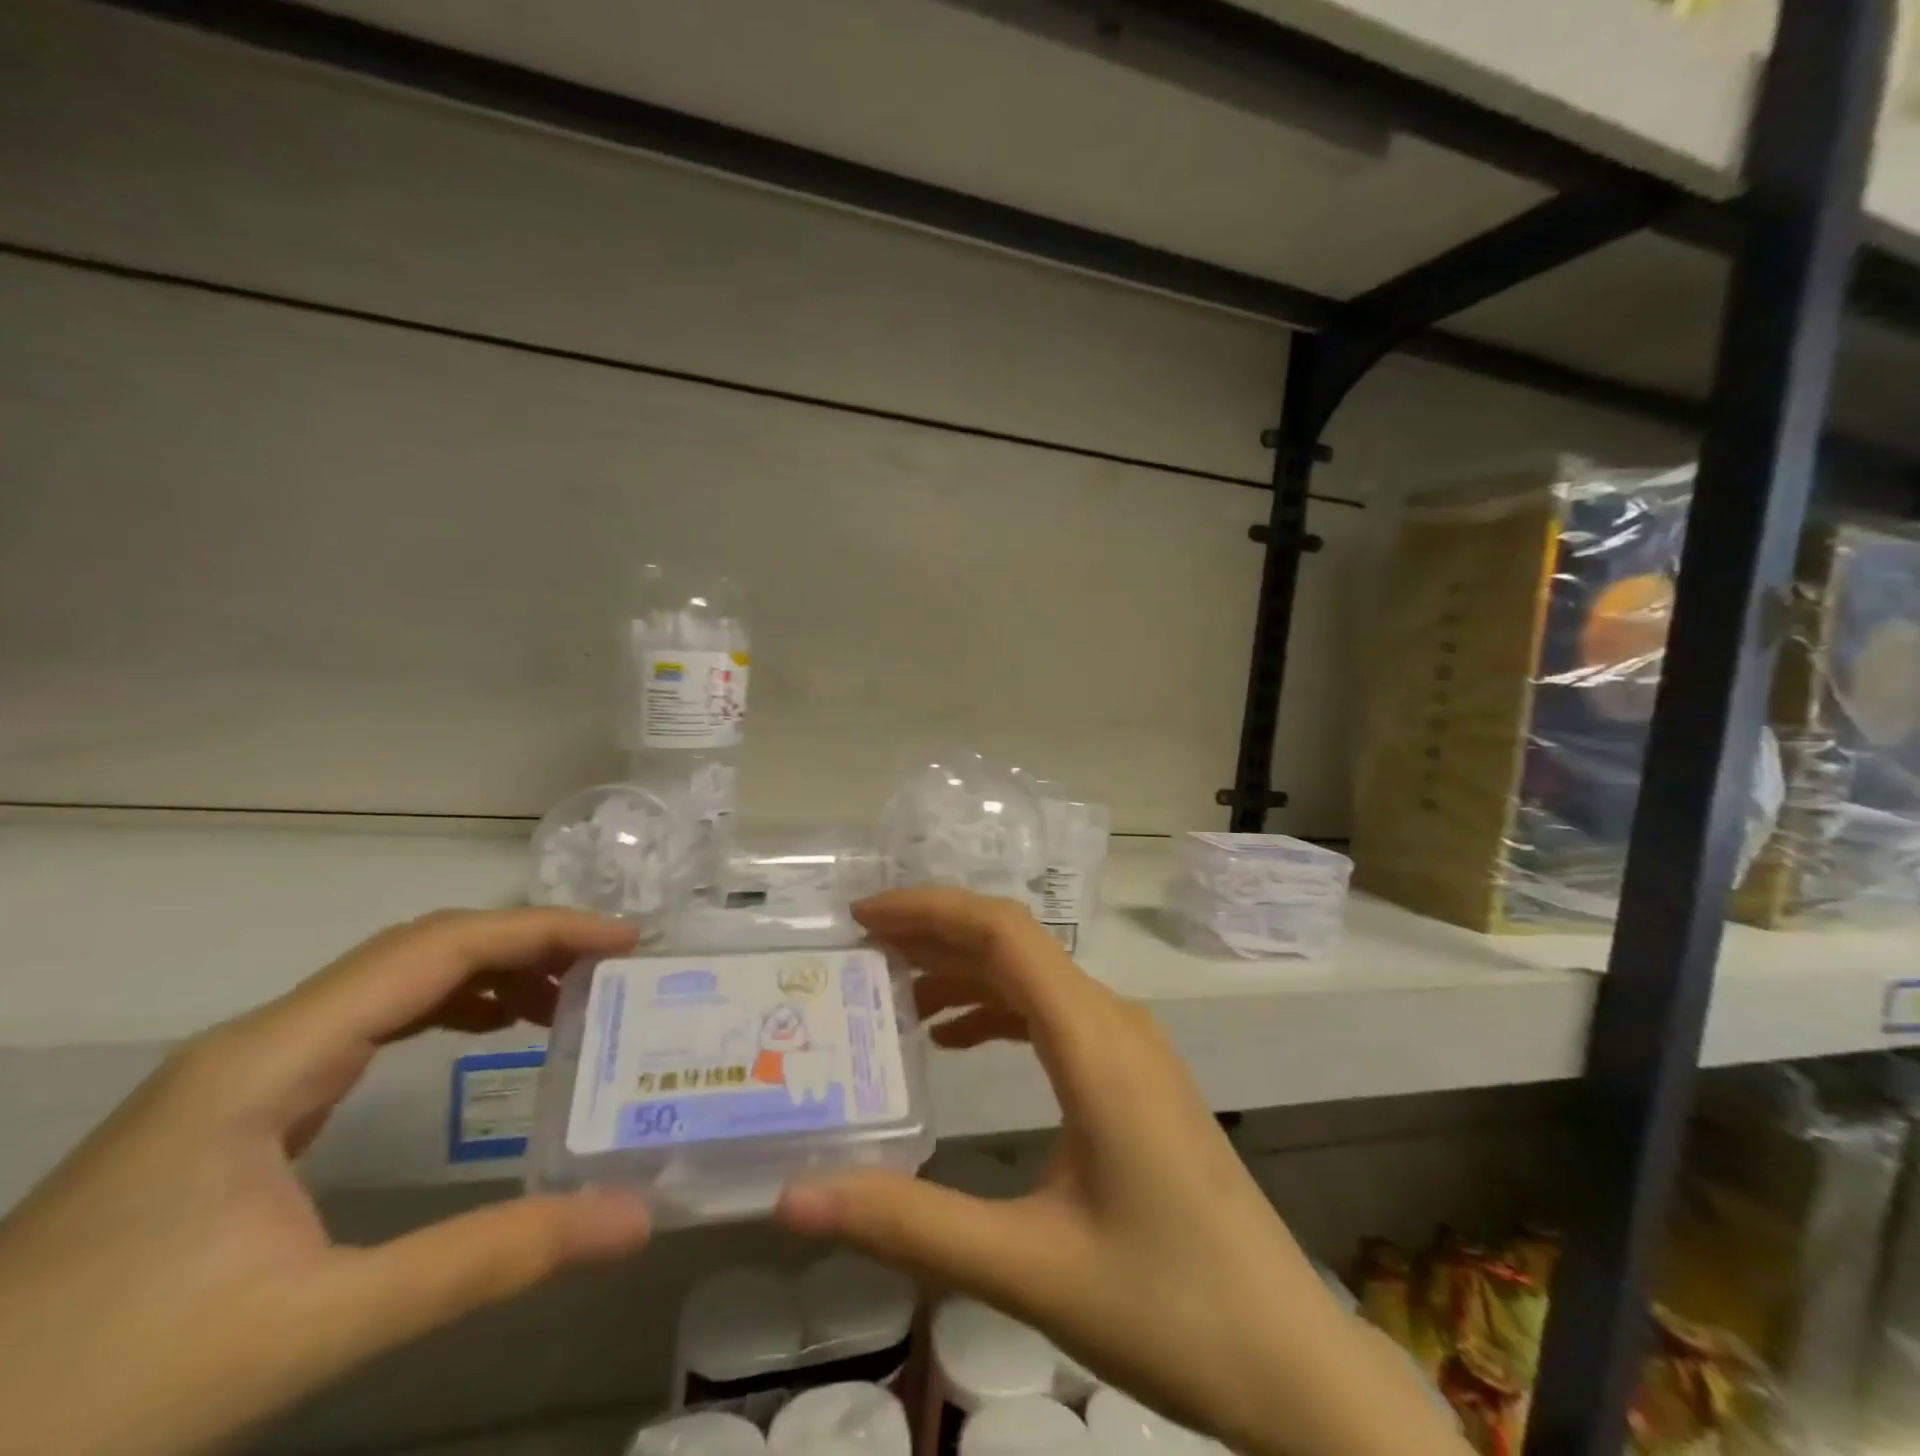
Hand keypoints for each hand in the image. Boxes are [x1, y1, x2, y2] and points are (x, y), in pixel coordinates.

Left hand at [0, 909, 653, 1455]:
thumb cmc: (91, 1397)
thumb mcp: (313, 1329)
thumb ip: (485, 1262)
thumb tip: (632, 1220)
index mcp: (270, 1060)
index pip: (436, 949)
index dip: (541, 930)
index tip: (623, 941)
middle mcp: (259, 1042)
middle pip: (417, 949)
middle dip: (525, 942)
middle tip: (610, 966)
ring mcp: (242, 1075)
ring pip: (390, 981)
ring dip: (487, 971)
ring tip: (565, 996)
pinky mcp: (238, 1111)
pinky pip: (368, 1023)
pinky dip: (446, 1008)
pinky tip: (483, 1033)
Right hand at [776, 890, 1466, 1455]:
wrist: (1291, 1360)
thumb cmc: (1168, 1309)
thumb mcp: (1028, 1268)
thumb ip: (910, 1225)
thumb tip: (798, 1196)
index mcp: (1095, 1044)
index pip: (1004, 933)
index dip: (930, 910)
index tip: (863, 918)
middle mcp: (1116, 1023)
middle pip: (1016, 944)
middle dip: (936, 933)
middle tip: (862, 950)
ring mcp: (1131, 1047)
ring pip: (1035, 977)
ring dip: (965, 972)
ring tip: (894, 994)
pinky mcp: (1136, 1077)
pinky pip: (1056, 1015)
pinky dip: (998, 1010)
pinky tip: (958, 1041)